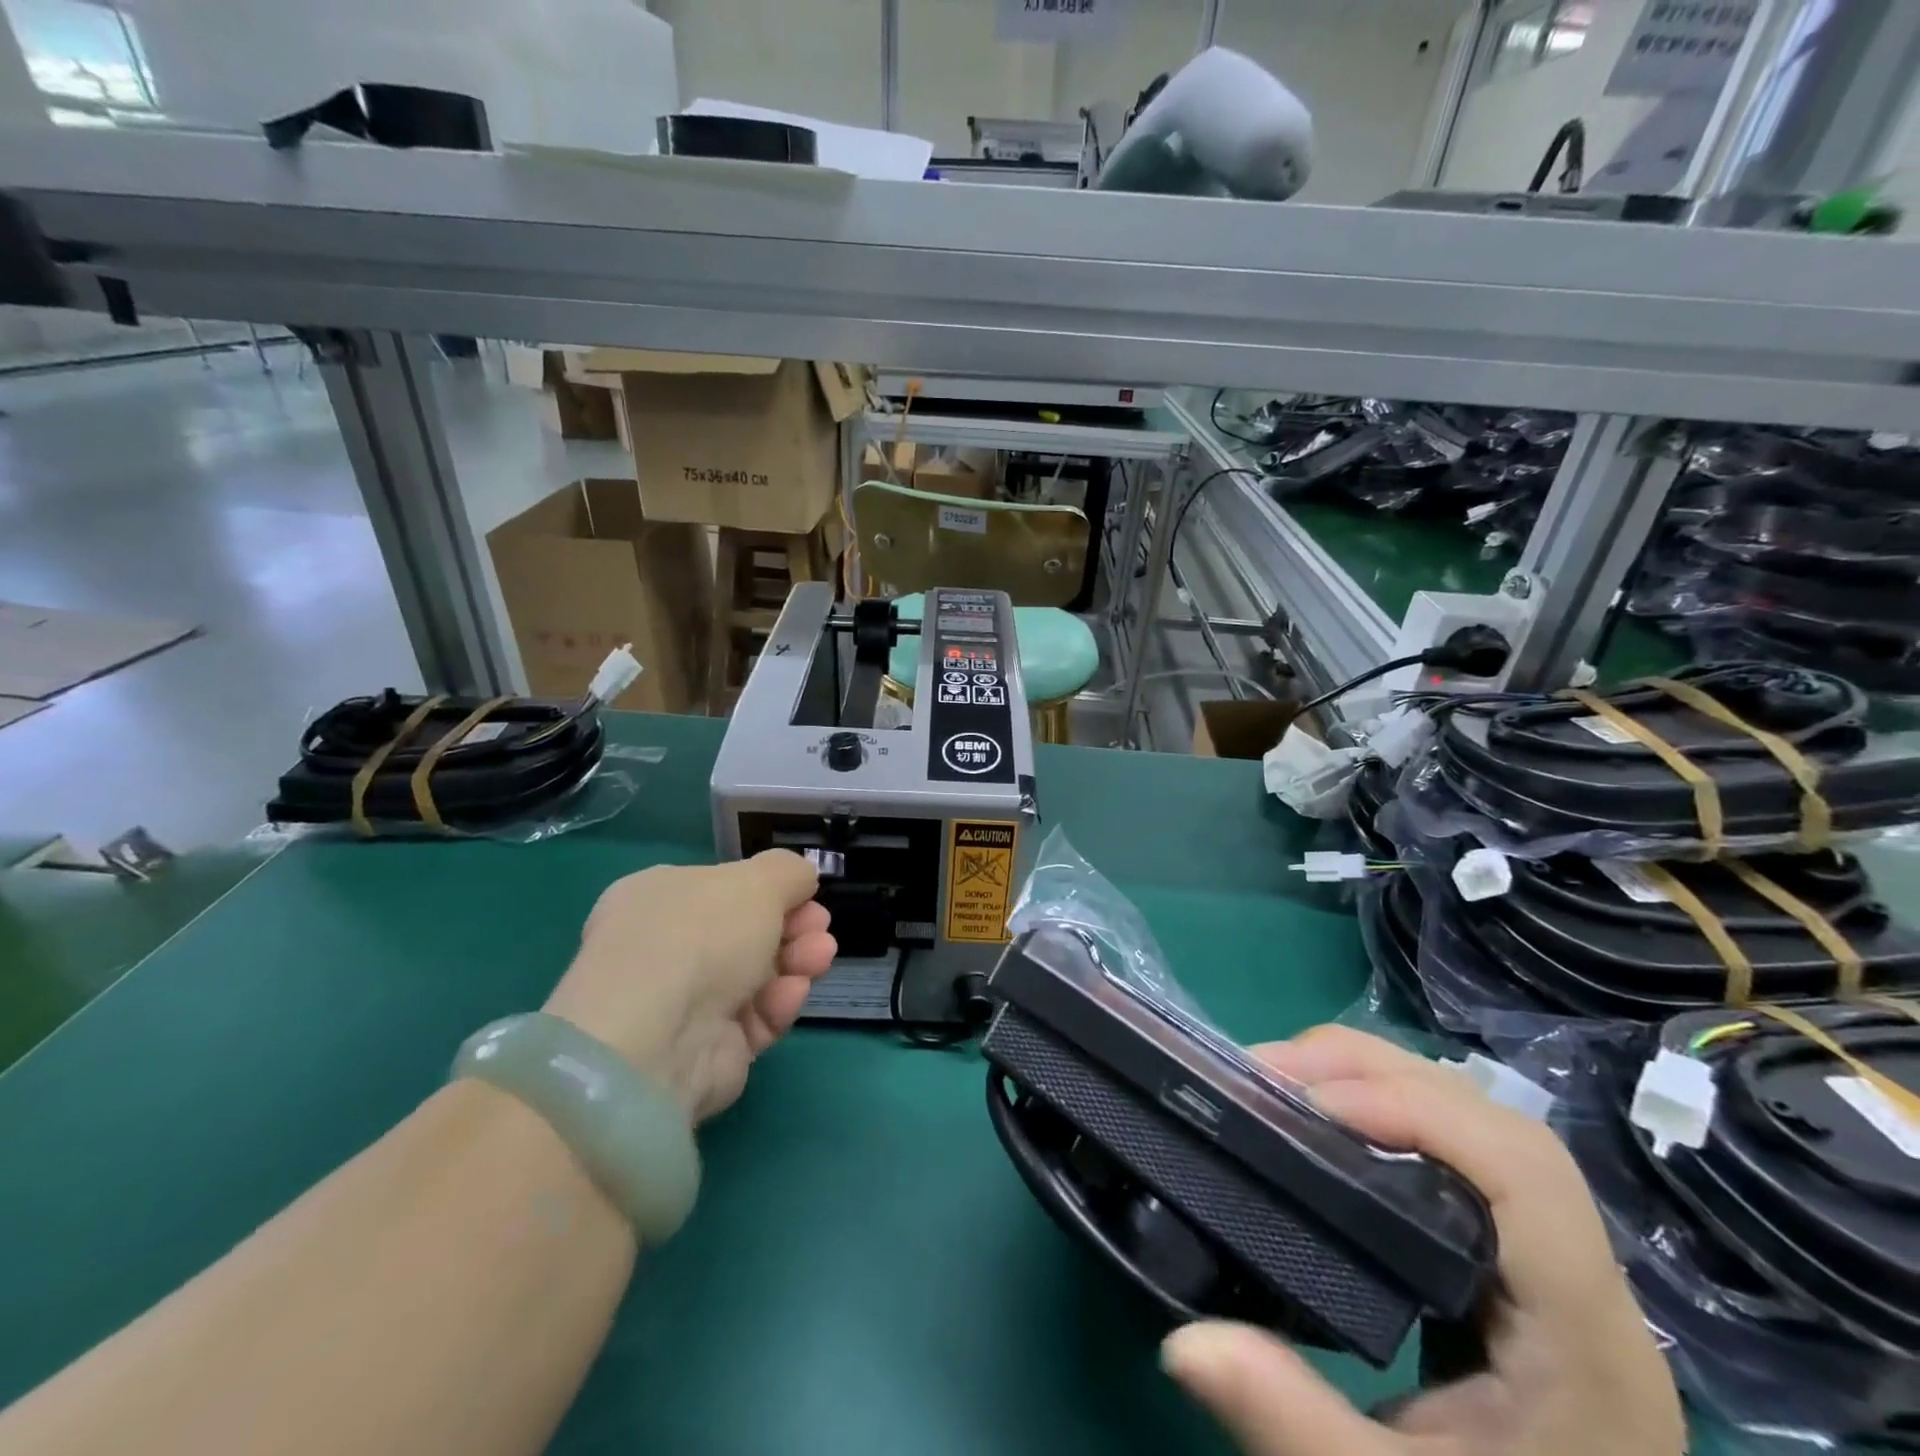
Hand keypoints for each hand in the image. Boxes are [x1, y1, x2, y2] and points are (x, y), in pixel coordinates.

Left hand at [543, 851, 836, 1123]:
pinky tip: (794, 991)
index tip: (808, 894)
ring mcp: (686, 1002)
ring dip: (797, 960)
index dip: (770, 889)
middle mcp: (667, 948)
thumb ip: (788, 871)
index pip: (723, 888)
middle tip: (820, 928)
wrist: (660, 1038)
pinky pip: (756, 1017)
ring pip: (759, 975)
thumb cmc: (701, 936)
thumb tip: (801, 879)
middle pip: (748, 932)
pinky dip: (780, 1002)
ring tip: (820, 957)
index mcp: (659, 898)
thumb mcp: (757, 880)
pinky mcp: (710, 1048)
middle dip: (793, 926)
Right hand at [1160, 1026, 1682, 1455]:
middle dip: (1377, 1077)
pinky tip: (1325, 1127)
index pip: (1522, 1173)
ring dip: (1378, 1083)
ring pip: (1478, 1125)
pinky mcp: (1513, 1265)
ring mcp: (1552, 1268)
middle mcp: (1583, 1285)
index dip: (1416, 1112)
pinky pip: (1455, 1151)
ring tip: (1283, 1083)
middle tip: (1268, 1073)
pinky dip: (1385, 1114)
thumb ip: (1294, 1426)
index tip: (1305, 1104)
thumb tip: (1181, 1343)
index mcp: (1583, 1342)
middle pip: (1495, 1126)